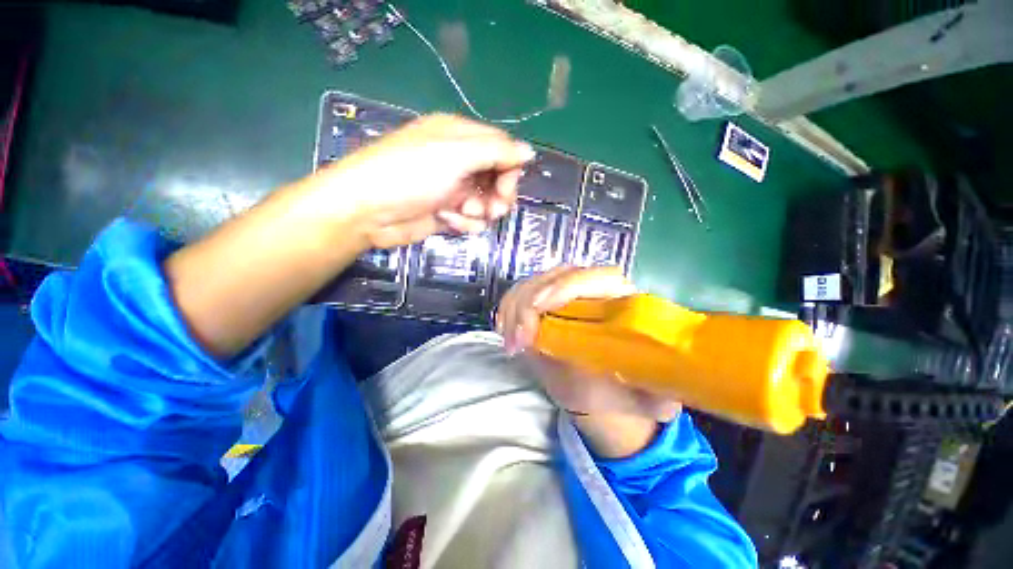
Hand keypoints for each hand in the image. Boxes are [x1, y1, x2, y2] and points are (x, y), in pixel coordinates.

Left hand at [312, 114, 533, 248]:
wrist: (369, 211)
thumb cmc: (410, 174)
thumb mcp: (455, 155)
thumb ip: (496, 151)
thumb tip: (529, 152)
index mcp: (460, 137)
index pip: (501, 148)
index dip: (510, 169)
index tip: (507, 188)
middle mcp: (459, 161)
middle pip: (498, 178)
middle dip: (499, 195)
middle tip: (493, 208)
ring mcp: (454, 189)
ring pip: (488, 202)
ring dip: (480, 211)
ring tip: (462, 212)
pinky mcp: (448, 212)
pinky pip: (471, 219)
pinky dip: (464, 222)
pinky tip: (447, 220)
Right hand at [496, 266, 680, 456]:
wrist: (601, 387)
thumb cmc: (625, 389)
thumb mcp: (645, 397)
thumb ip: (655, 395)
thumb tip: (660, 396)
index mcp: (624, 301)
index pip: (598, 277)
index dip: (567, 287)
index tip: (540, 308)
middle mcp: (593, 288)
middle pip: (558, 274)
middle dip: (531, 301)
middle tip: (518, 339)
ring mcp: (565, 292)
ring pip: (535, 281)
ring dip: (515, 306)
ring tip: (510, 342)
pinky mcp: (544, 302)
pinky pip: (520, 293)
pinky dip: (507, 308)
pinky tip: (504, 329)